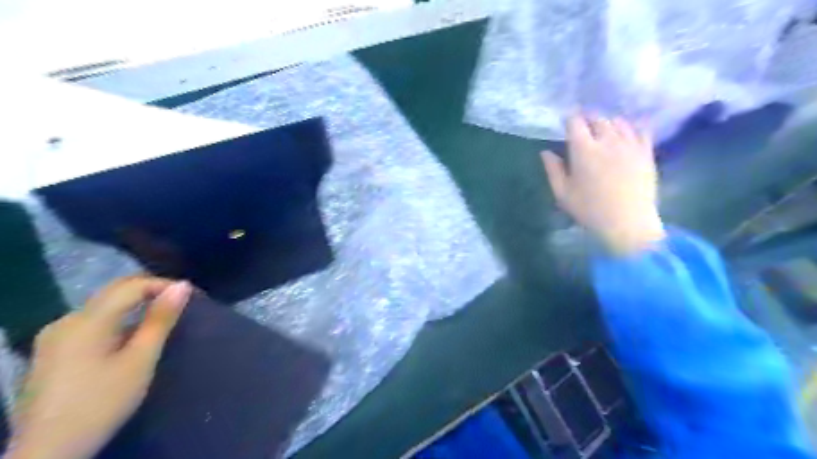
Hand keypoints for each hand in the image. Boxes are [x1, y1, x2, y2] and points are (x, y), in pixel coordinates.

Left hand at [8, 276, 191, 458]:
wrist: (48, 453)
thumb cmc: (103, 402)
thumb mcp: (140, 360)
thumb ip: (160, 320)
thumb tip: (183, 286)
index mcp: (87, 321)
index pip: (132, 286)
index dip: (164, 284)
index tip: (192, 296)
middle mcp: (66, 320)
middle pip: (114, 291)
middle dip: (150, 291)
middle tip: (181, 303)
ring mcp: (55, 335)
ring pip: (104, 305)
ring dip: (135, 305)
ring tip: (163, 317)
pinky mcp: (52, 350)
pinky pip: (93, 321)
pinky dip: (119, 319)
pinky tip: (131, 335)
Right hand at [541, 115, 661, 254]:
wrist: (627, 223)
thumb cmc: (590, 210)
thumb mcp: (563, 193)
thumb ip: (553, 170)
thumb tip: (546, 152)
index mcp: (584, 150)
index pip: (575, 122)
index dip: (569, 120)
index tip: (566, 124)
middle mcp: (608, 140)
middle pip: (598, 118)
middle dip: (588, 119)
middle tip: (583, 128)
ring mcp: (630, 144)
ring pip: (619, 121)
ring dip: (608, 122)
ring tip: (603, 130)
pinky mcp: (646, 152)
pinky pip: (640, 130)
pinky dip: (631, 127)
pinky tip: (626, 134)